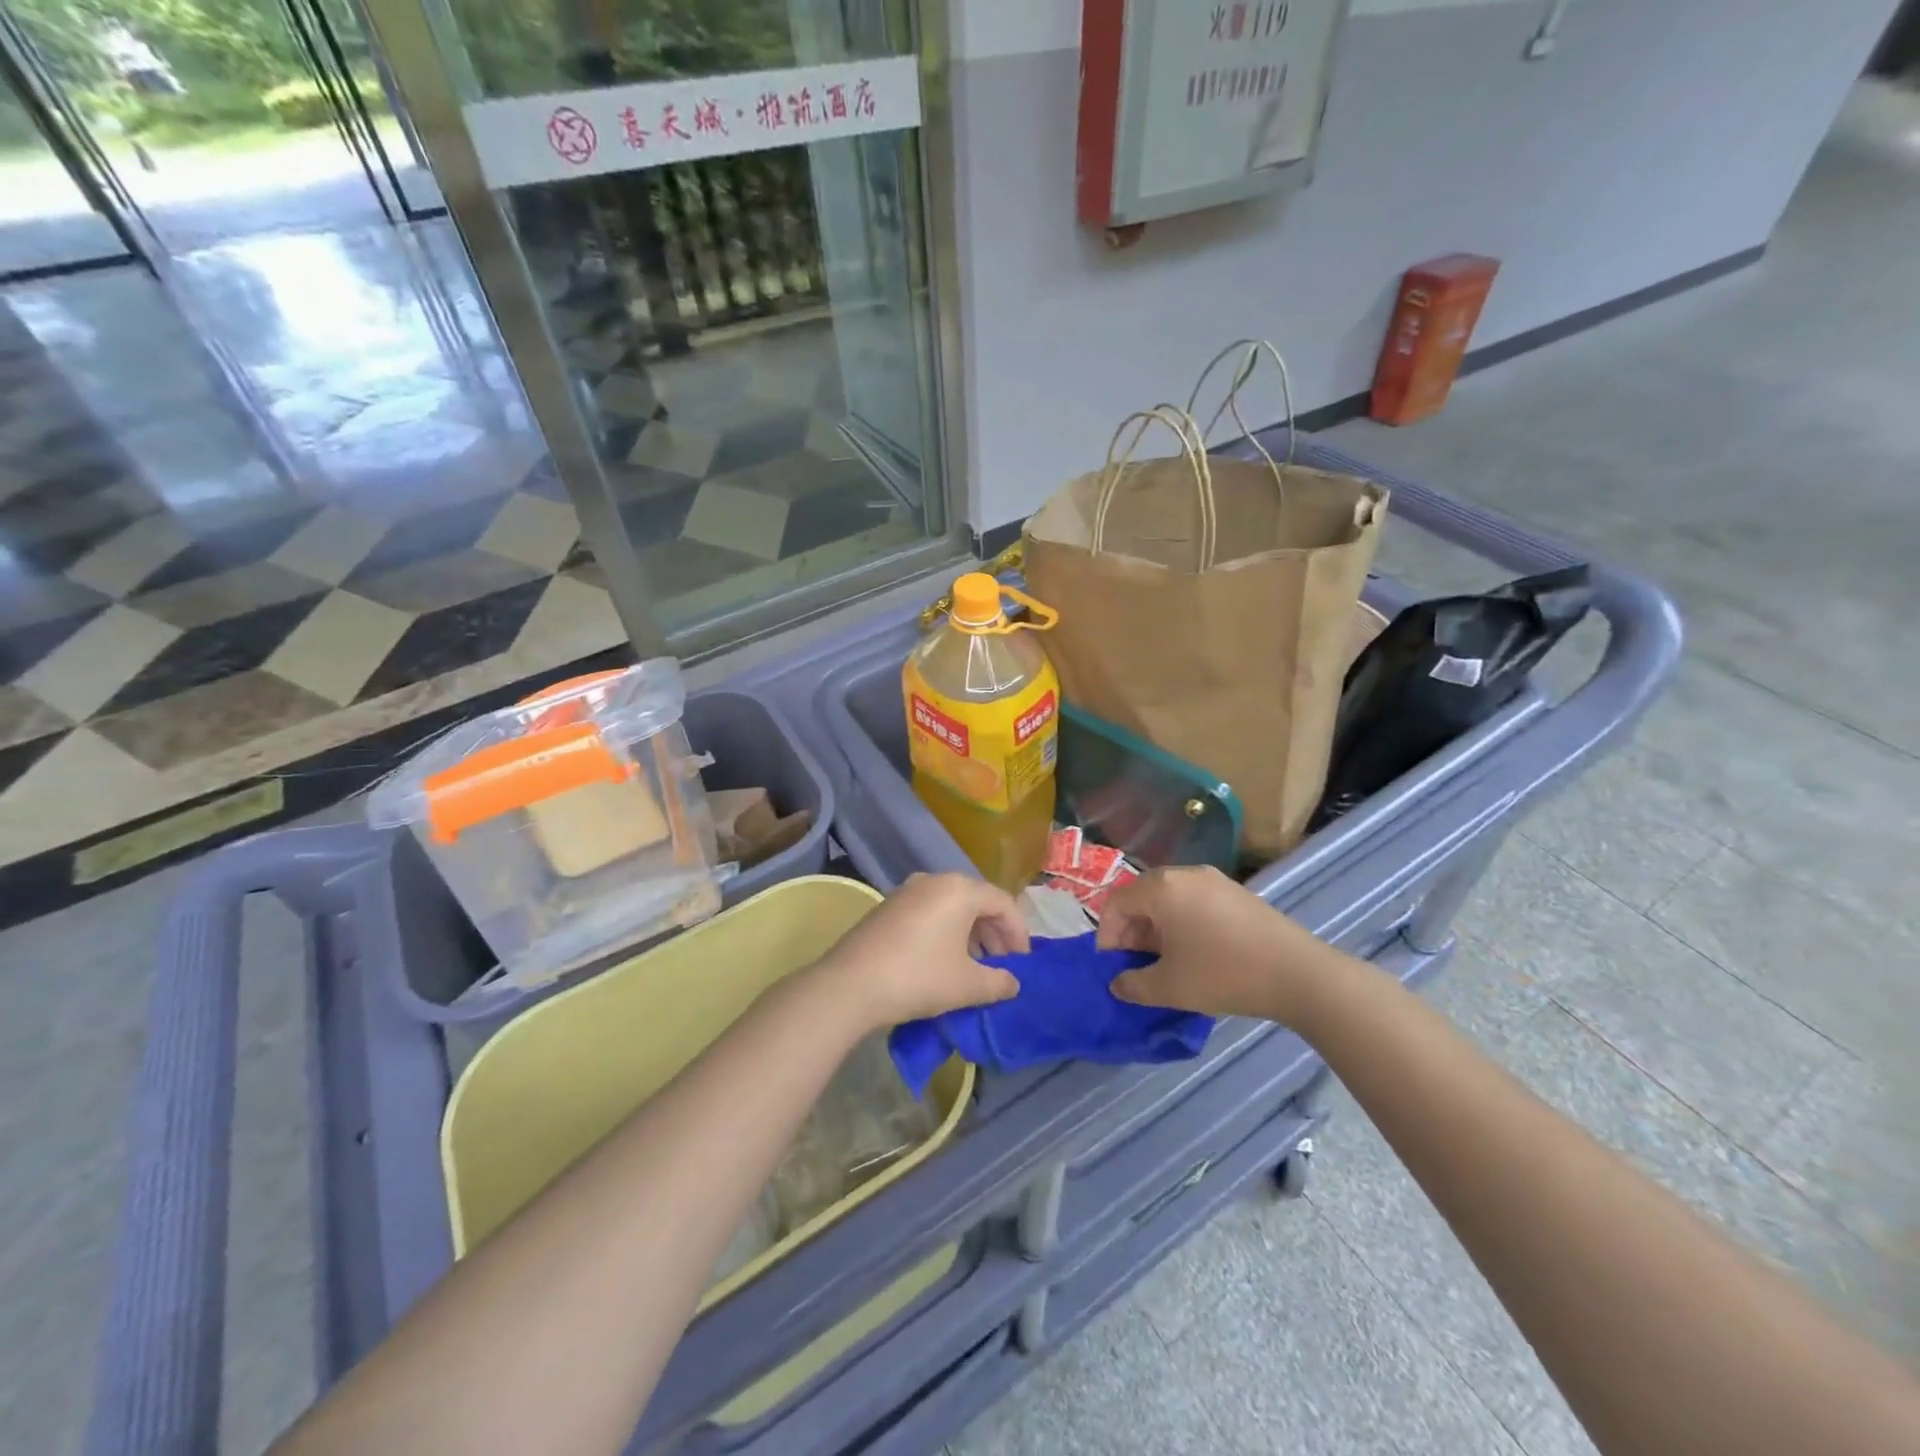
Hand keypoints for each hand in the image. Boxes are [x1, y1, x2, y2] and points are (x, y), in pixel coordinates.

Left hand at [817, 874, 1026, 1027]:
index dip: (1018, 934)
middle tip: (1002, 965)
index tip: (1022, 964)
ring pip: (951, 907)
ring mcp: (907, 891)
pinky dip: (945, 932)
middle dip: (994, 933)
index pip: (1003, 903)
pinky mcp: (888, 907)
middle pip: (977, 901)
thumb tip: (1013, 983)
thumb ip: (999, 982)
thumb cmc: (919, 977)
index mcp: (960, 889)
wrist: (850, 985)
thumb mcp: (968, 985)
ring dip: (970, 934)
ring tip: (975, 967)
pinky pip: (929, 913)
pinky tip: (943, 961)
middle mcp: (934, 880)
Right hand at [1097, 866, 1333, 1023]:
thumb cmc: (1223, 974)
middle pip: (1141, 896)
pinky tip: (1194, 952)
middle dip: (1131, 930)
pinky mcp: (1236, 892)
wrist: (1298, 974)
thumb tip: (1118, 983)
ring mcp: (1214, 880)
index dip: (1106, 935)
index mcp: (1161, 888)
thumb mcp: (1169, 987)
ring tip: (1163, 962)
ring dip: (1156, 928)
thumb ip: (1133, 985)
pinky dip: (1182, 923)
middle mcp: (1184, 874)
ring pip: (1169, 899)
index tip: (1111, 966)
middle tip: (1134, 964)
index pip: (1116, 903)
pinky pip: (1194, 901)